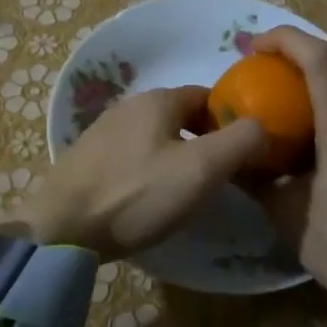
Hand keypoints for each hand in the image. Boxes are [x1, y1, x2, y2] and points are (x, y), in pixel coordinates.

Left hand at [8, 86, 267, 259]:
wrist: (61, 229)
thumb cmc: (137, 194)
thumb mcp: (201, 169)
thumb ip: (241, 141)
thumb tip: (265, 125)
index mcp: (158, 99)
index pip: (208, 96)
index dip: (231, 119)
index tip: (246, 150)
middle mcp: (129, 105)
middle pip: (181, 115)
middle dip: (205, 138)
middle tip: (221, 175)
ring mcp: (103, 131)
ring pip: (156, 135)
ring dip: (177, 154)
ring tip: (188, 190)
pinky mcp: (87, 159)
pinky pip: (132, 155)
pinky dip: (149, 168)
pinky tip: (149, 197)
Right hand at [249, 27, 326, 326]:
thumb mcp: (292, 220)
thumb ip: (261, 183)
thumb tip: (235, 162)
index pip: (320, 59)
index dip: (285, 39)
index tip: (254, 47)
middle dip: (298, 58)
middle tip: (264, 73)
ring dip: (320, 84)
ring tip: (290, 104)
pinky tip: (321, 139)